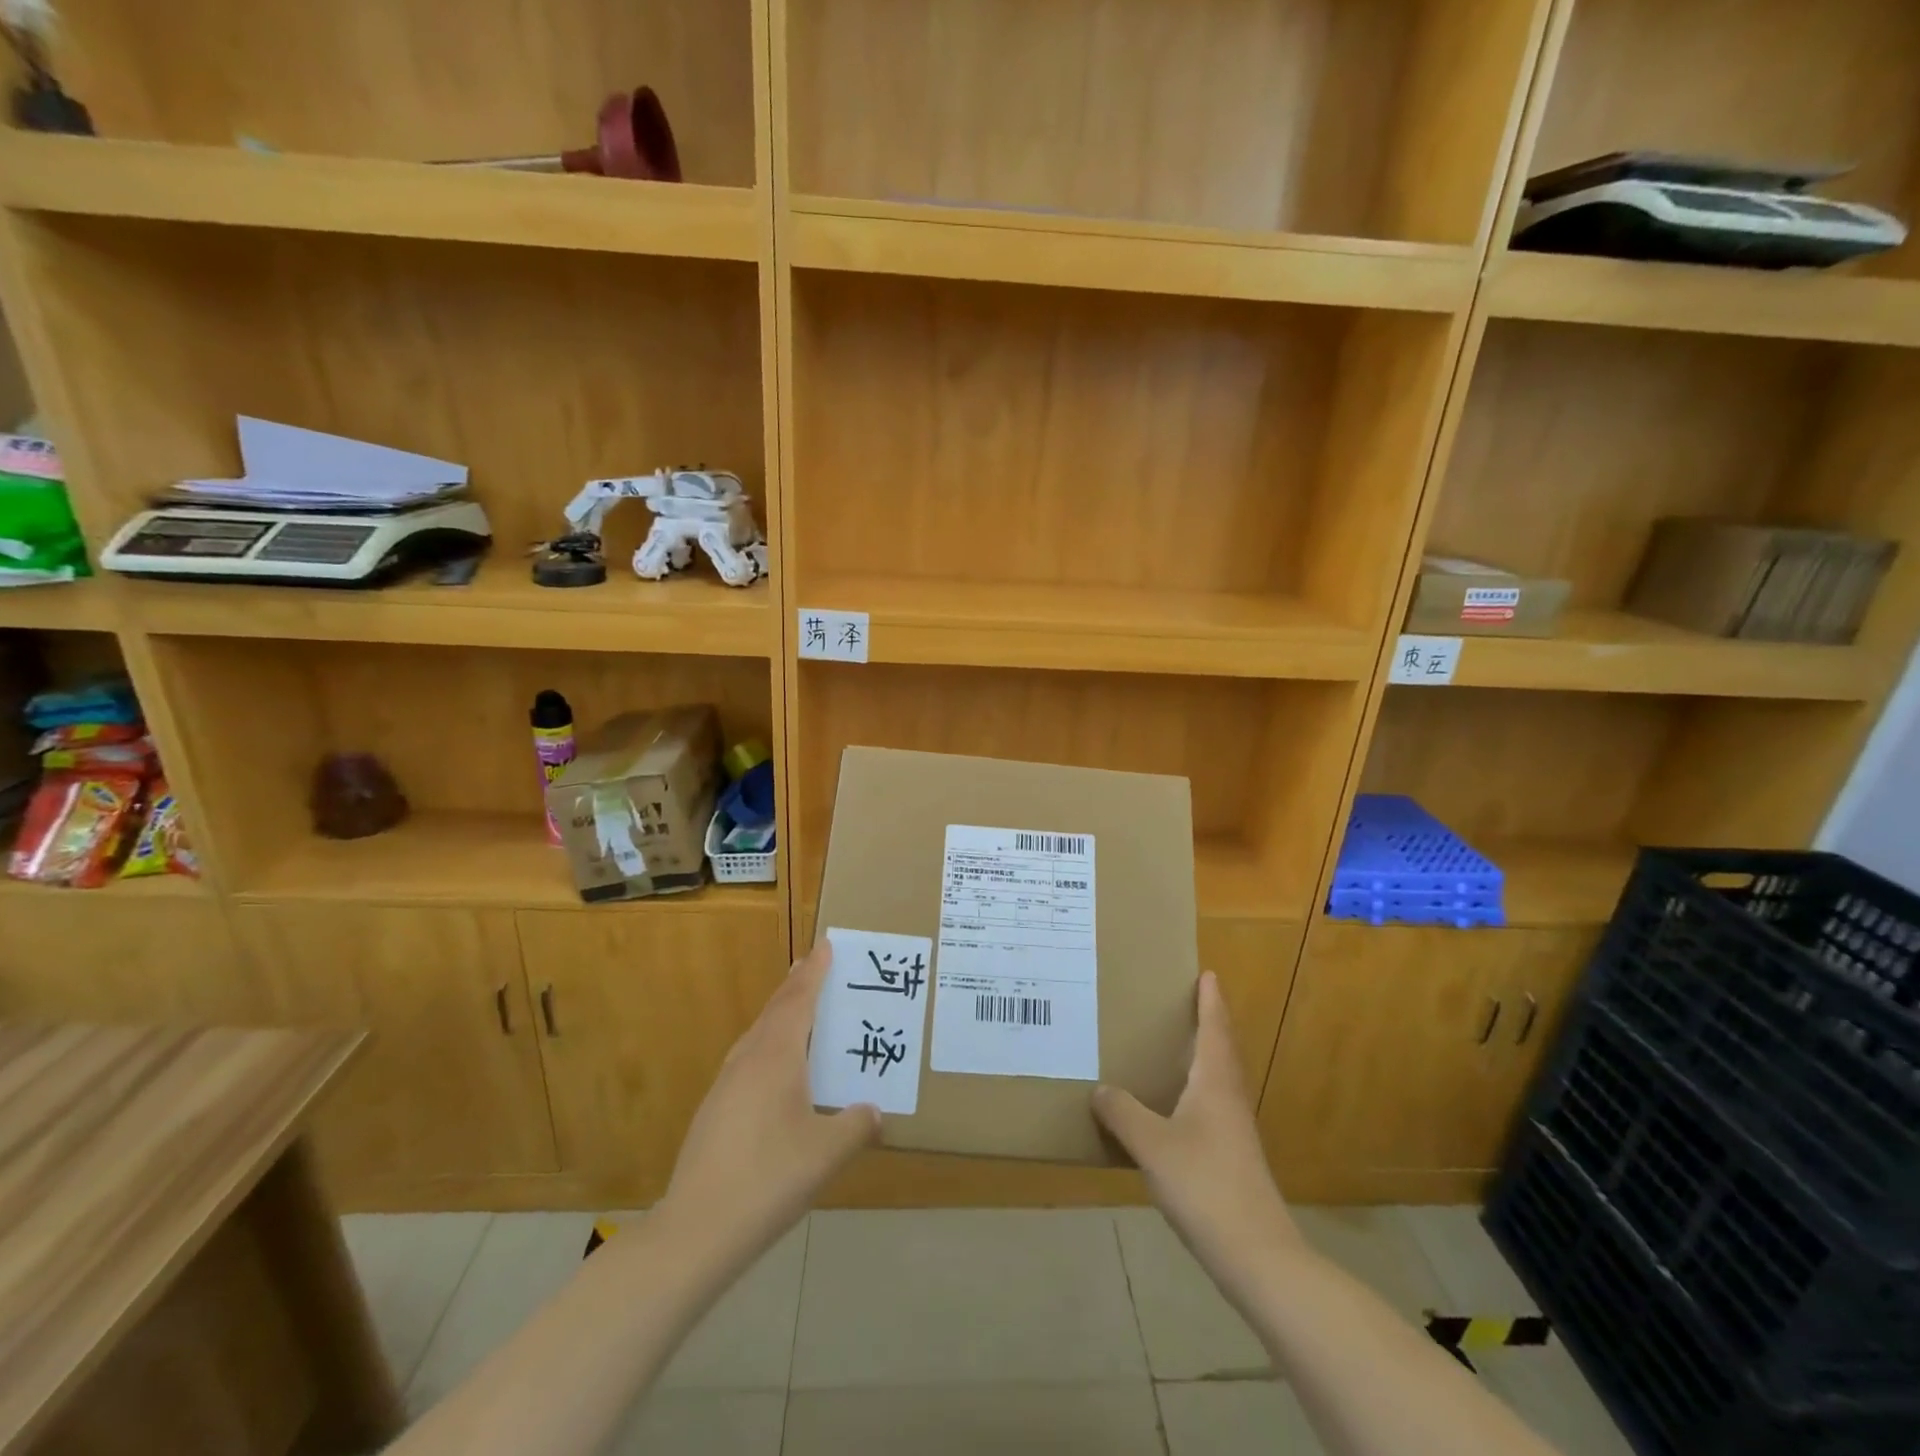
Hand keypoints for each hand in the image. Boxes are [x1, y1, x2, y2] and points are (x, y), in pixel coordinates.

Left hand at [658, 942, 879, 1269]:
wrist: (696, 1230)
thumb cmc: (769, 1179)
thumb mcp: (827, 1153)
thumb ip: (857, 1126)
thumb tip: (875, 1112)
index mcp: (776, 1057)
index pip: (799, 1000)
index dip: (815, 972)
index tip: (826, 945)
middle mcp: (748, 1060)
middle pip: (775, 1010)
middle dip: (796, 986)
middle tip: (813, 965)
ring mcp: (726, 1085)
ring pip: (758, 1035)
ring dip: (780, 1015)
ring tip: (799, 1010)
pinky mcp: (714, 1111)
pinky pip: (749, 1059)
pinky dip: (770, 1046)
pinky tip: (777, 1072)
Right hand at [1093, 972, 1302, 1288]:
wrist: (1257, 1255)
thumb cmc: (1205, 1185)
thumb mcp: (1152, 1145)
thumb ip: (1123, 1113)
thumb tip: (1100, 1089)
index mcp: (1215, 1083)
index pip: (1215, 1029)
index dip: (1210, 1001)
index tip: (1208, 974)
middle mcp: (1229, 1099)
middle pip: (1222, 1050)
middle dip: (1208, 1023)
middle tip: (1186, 1001)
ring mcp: (1235, 1130)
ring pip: (1218, 1079)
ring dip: (1203, 1056)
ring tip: (1175, 1046)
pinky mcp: (1232, 1157)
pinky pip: (1212, 1106)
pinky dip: (1195, 1090)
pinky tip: (1173, 1107)